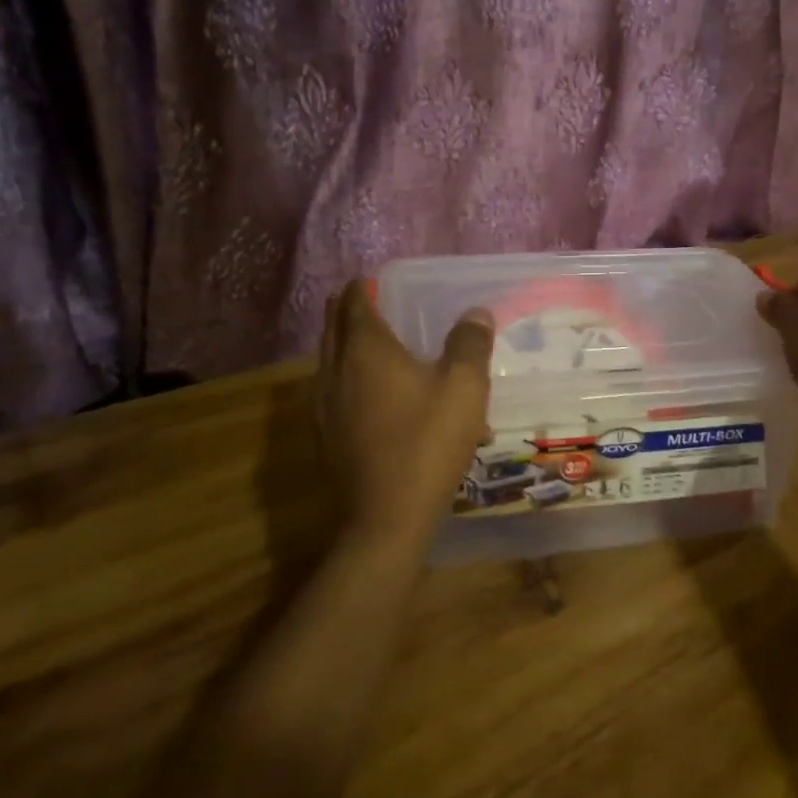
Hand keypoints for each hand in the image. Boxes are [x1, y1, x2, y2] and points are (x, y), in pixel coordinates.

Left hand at [315, 279, 495, 545]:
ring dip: (343, 343)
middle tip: (366, 302)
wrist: (386, 517)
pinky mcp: (325, 436)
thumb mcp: (464, 387)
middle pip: (333, 328)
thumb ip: (470, 344)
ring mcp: (323, 406)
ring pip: (328, 359)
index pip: (353, 303)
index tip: (369, 280)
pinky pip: (330, 389)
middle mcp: (335, 370)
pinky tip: (366, 392)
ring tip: (368, 342)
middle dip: (347, 310)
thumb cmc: (427, 442)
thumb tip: (474, 312)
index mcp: (365, 350)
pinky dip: (345, 375)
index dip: (361, 288)